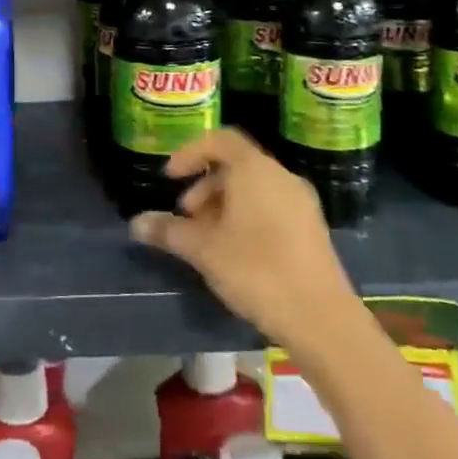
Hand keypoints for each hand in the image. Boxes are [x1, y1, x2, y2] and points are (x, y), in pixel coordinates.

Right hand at [129, 129, 359, 354]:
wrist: (321, 319)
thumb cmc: (257, 271)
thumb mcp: (204, 250)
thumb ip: (169, 231)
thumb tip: (136, 223)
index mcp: (255, 170)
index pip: (220, 140)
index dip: (190, 152)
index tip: (171, 177)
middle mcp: (281, 176)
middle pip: (236, 165)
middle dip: (205, 185)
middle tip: (186, 216)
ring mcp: (301, 202)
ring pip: (254, 188)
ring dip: (224, 203)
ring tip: (207, 238)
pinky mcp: (311, 228)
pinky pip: (272, 205)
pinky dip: (247, 215)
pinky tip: (235, 252)